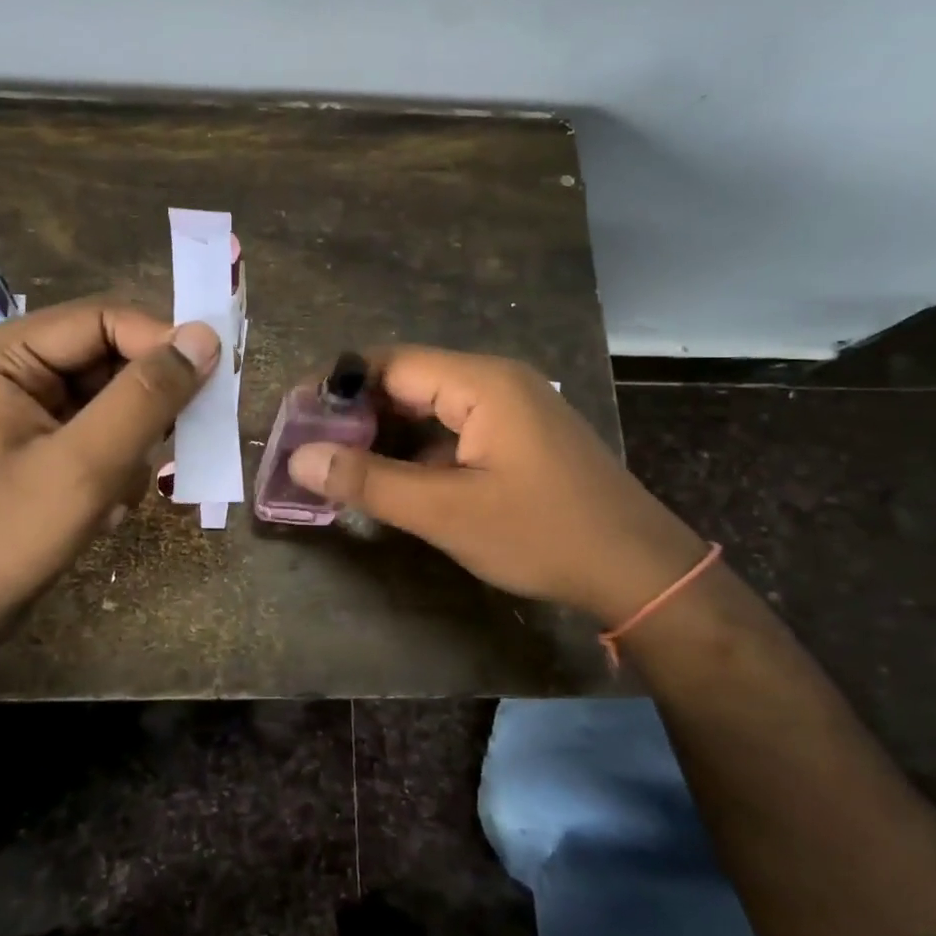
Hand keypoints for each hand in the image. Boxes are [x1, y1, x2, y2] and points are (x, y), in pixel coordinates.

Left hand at [0, 299, 218, 636]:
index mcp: (2, 354)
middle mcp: (11, 367)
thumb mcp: (85, 465)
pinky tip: (105, 504)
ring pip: (110, 396)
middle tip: (180, 440)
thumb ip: (146, 397)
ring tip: (122, 488)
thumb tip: (206, 336)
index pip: (101, 318)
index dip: (160, 341)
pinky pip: (99, 429)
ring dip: (133, 438)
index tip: (213, 380)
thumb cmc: (4, 538)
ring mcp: (23, 407)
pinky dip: (116, 461)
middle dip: (145, 402)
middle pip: (107, 355)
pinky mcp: (37, 442)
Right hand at [288, 347, 707, 622]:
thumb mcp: (446, 512)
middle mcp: (496, 381)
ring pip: (430, 408)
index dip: (338, 386)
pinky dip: (418, 450)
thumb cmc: (542, 534)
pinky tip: (392, 479)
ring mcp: (512, 409)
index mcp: (482, 382)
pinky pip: (454, 430)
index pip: (390, 364)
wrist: (639, 572)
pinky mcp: (518, 437)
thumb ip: (369, 481)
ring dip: (386, 434)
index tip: (295, 418)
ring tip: (338, 465)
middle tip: (311, 448)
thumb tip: (299, 458)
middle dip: (358, 413)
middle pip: (409, 382)